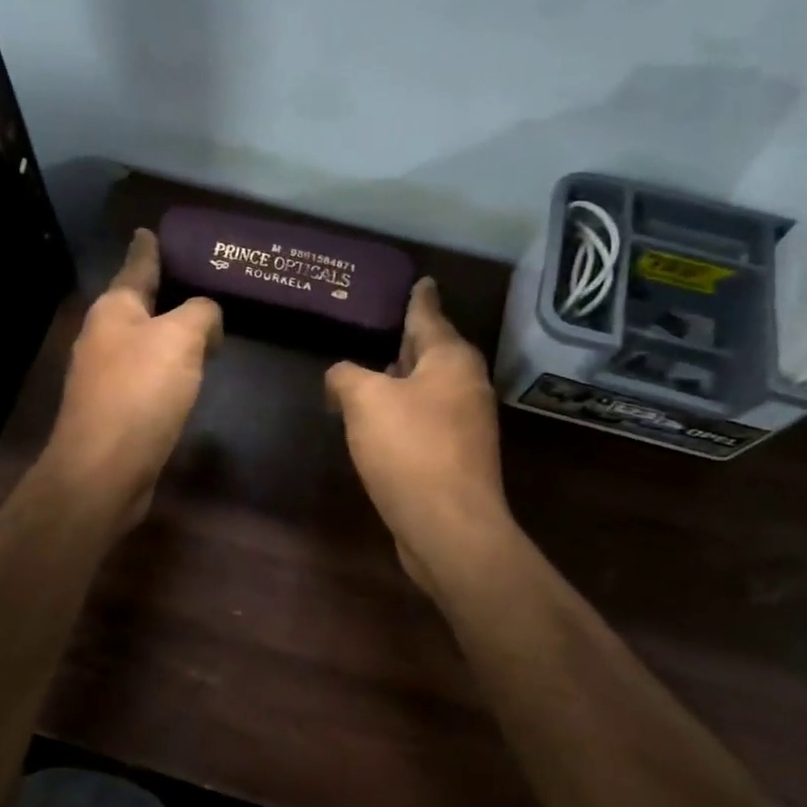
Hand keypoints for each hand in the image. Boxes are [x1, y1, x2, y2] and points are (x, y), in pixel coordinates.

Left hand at [43, 229, 222, 532]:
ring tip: (202, 328)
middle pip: (139, 304)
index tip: (149, 229)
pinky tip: (187, 374)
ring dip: (169, 334)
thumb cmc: (141, 393)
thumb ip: (200, 313)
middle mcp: (103, 336)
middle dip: (165, 293)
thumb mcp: (180, 338)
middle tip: (200, 282)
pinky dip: (168, 368)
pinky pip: (147, 374)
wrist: (104, 469)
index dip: (148, 247)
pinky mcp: (115, 408)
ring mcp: (104, 374)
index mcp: (114, 309)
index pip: (137, 266)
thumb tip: (206, 317)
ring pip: (144, 341)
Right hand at [326, 278, 509, 590]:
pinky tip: (377, 420)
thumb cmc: (410, 450)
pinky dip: (402, 412)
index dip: (419, 297)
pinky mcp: (455, 456)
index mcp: (451, 360)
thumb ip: (346, 376)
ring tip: (370, 369)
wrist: (449, 527)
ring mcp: (464, 423)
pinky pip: (424, 419)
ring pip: (427, 387)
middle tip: (382, 322)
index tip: (423, 279)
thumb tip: (341, 377)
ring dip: (401, 379)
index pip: (429, 314)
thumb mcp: (365, 401)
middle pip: (431, 351)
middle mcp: (465, 385)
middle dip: (407, 339)